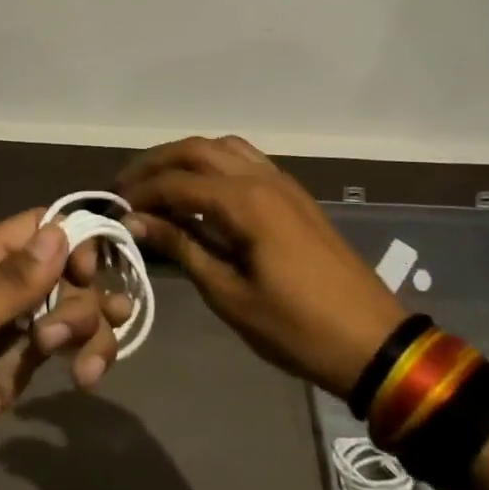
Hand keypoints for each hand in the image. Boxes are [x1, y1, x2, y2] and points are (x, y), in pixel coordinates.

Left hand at [0, 211, 132, 489]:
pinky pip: (66, 346)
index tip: (87, 276)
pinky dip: (86, 354)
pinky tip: (86, 379)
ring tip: (88, 370)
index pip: (40, 227)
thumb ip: (9, 285)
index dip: (73, 241)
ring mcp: (13, 329)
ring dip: (92, 331)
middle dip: (82, 301)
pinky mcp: (20, 368)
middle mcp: (1, 288)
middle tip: (59, 340)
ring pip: (73, 308)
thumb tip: (61, 233)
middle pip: (66, 270)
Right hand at [117, 136, 408, 398]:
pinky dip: (214, 163)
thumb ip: (183, 248)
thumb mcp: (230, 295)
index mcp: (245, 202)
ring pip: (223, 147)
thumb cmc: (296, 327)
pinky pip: (245, 160)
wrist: (373, 343)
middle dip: (156, 163)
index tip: (115, 209)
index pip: (177, 182)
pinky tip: (201, 191)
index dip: (141, 193)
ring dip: (186, 157)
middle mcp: (262, 179)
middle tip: (126, 187)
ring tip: (159, 183)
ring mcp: (283, 183)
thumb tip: (138, 222)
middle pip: (197, 149)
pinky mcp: (295, 196)